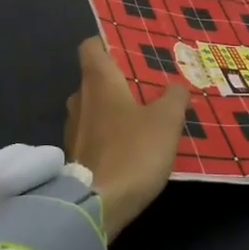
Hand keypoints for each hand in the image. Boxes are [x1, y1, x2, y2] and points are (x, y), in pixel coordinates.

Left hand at [65, 37, 191, 240]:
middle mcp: (79, 98)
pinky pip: (94, 134)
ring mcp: (73, 129)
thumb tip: (176, 86)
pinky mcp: (75, 156)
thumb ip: (174, 97)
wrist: (96, 206)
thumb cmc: (132, 152)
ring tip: (146, 116)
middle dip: (120, 80)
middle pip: (96, 78)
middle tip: (151, 85)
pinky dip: (110, 135)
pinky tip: (133, 146)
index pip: (91, 46)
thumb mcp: (166, 121)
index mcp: (97, 80)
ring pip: (95, 108)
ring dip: (116, 110)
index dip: (108, 43)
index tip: (131, 49)